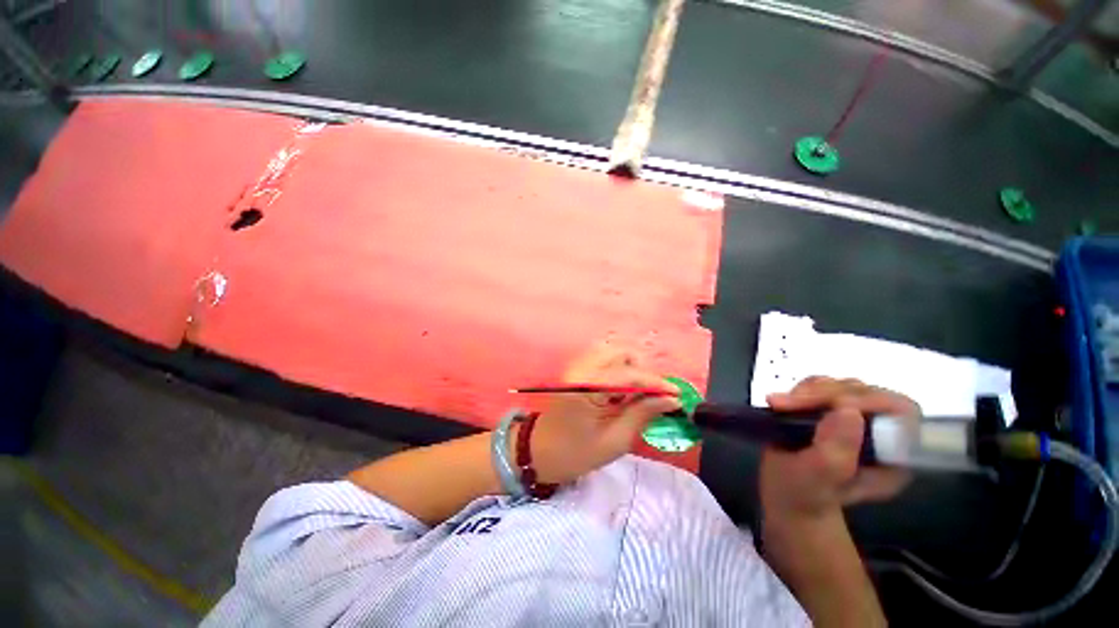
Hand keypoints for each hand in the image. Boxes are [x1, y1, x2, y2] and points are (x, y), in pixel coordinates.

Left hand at [527, 343, 680, 484]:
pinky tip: (623, 392)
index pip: (630, 375)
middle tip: (654, 395)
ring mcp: (578, 366)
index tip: (678, 394)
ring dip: (632, 369)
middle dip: (643, 371)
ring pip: (614, 353)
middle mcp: (582, 368)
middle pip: (622, 353)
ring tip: (638, 394)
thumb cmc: (575, 454)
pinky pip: (605, 361)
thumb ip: (642, 413)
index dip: (657, 383)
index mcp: (588, 387)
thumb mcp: (614, 440)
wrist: (538, 452)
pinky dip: (620, 370)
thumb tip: (670, 399)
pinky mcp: (578, 370)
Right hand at [760, 377, 917, 521]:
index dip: (869, 401)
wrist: (786, 494)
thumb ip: (835, 451)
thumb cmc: (802, 494)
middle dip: (826, 395)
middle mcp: (883, 433)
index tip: (829, 406)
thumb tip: (847, 410)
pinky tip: (783, 404)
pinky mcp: (834, 409)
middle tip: (786, 405)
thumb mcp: (817, 479)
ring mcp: (857, 419)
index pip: (900, 412)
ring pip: (843, 385)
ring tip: (781, 406)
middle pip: (869, 393)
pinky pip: (823, 386)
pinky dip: (802, 390)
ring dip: (810, 391)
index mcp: (894, 457)